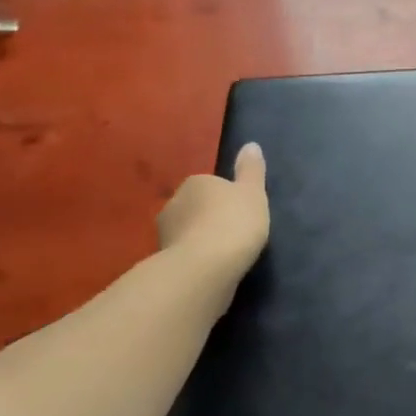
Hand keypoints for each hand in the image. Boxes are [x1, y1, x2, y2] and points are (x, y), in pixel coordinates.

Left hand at [157, 143, 270, 284]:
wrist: (204, 270)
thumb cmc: (233, 222)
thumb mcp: (253, 192)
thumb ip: (251, 170)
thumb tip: (250, 145)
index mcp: (195, 183)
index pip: (210, 185)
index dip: (226, 198)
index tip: (241, 213)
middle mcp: (173, 204)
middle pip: (195, 208)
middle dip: (209, 219)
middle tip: (234, 234)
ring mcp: (164, 235)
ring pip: (187, 233)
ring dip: (200, 241)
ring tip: (223, 256)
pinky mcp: (162, 263)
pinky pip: (184, 256)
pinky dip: (195, 261)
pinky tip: (211, 271)